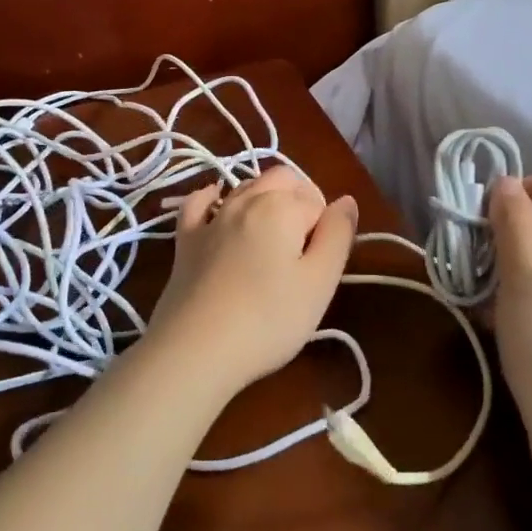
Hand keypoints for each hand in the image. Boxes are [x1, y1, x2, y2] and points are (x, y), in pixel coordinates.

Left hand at [148, 167, 357, 398]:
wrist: (195, 350)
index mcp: (282, 206)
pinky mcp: (185, 239)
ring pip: (245, 187)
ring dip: (265, 199)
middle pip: (282, 180)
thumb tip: (346, 201)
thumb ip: (338, 235)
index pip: (318, 203)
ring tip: (272, 240)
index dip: (325, 231)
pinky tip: (217, 205)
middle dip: (299, 201)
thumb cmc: (268, 319)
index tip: (319, 267)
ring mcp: (211, 218)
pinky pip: (199, 203)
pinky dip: (213, 198)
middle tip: (303, 250)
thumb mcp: (320, 282)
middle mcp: (245, 199)